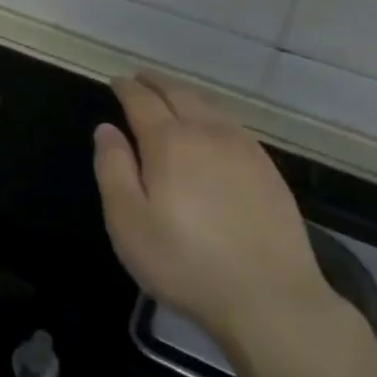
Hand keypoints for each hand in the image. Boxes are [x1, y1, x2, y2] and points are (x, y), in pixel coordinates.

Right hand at [94, 73, 333, 350]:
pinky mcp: (268, 169)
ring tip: (171, 95)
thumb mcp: (128, 222)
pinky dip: (212, 114)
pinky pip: (233, 124)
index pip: (142, 100)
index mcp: (169, 141)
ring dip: (185, 94)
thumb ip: (113, 169)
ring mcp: (243, 149)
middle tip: (140, 78)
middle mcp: (207, 133)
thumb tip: (106, 129)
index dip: (126, 88)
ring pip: (209, 106)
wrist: (270, 298)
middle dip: (156, 82)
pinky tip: (212, 127)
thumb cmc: (185, 262)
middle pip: (178, 93)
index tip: (116, 81)